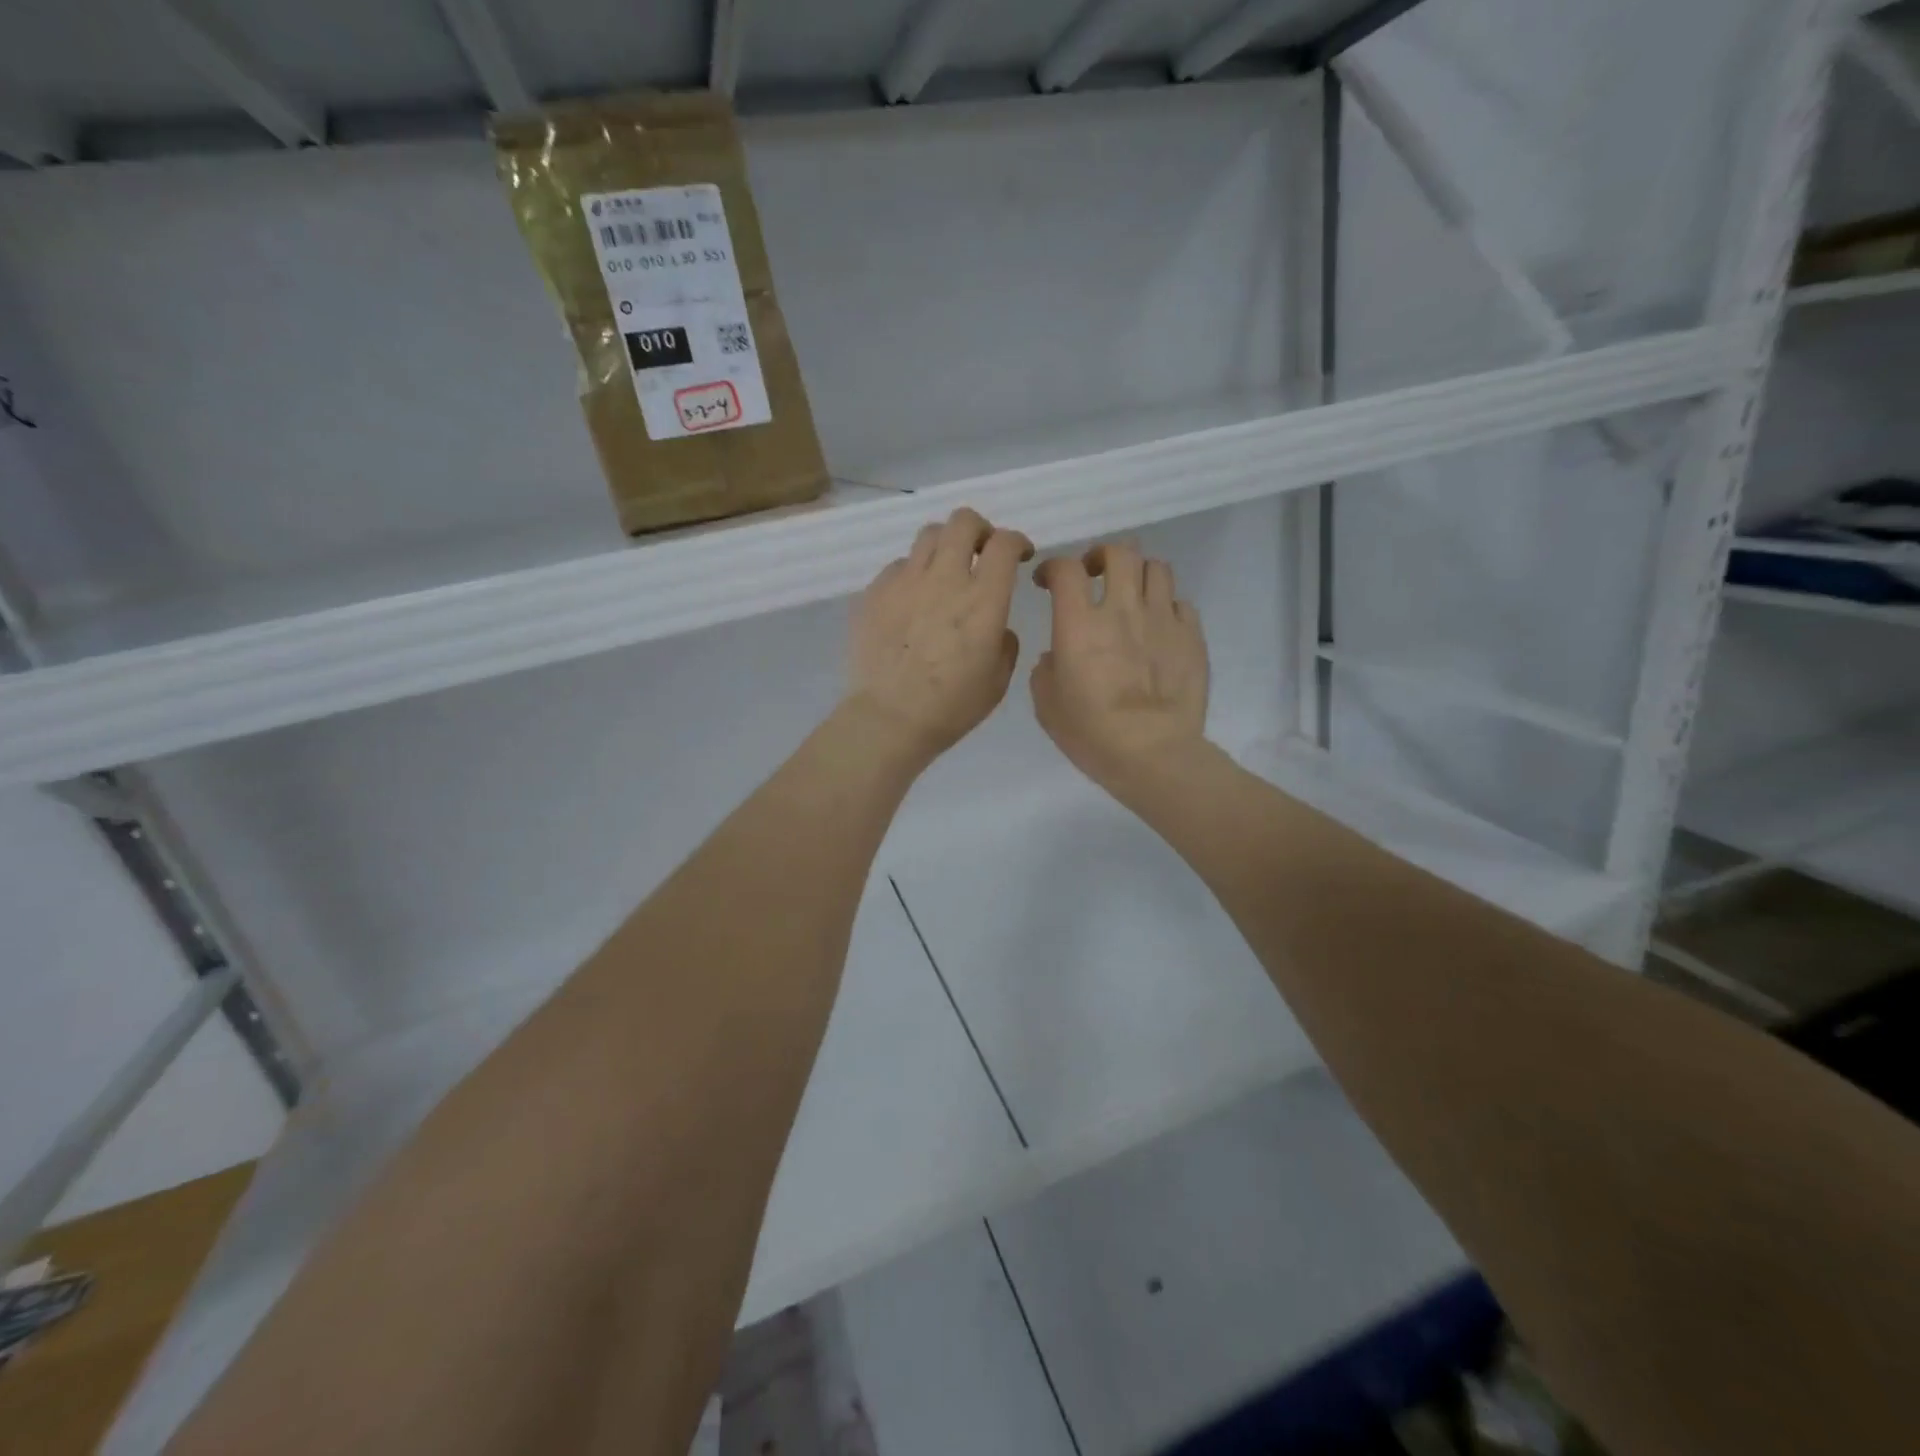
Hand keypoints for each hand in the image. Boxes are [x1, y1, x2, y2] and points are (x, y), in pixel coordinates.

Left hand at [846, 508, 1033, 766]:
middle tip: (981, 552)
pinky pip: (899, 566)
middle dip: (979, 529)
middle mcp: (944, 578)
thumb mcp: (998, 680)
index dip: (1017, 541)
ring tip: (945, 570)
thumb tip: (996, 626)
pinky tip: (912, 600)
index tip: (1020, 555)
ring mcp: (905, 581)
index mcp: (983, 600)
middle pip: (963, 521)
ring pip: (928, 535)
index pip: (1004, 543)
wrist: (888, 718)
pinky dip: (913, 574)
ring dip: (945, 545)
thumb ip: (1005, 641)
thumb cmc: (951, 707)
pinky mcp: (875, 592)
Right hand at [1030, 541, 1208, 796]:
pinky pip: (1181, 603)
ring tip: (1132, 594)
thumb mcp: (1047, 705)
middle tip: (1095, 573)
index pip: (1066, 569)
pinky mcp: (1192, 636)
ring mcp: (1162, 619)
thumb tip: (1058, 655)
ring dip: (1139, 575)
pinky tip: (1160, 625)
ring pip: (1156, 568)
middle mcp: (1122, 609)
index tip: (1047, 582)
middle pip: (1119, 552)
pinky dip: (1167, 606)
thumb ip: (1047, 669)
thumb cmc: (1091, 733)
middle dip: (1102, 556)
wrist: (1152, 753)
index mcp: (1079, 624)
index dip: (1054, 568)